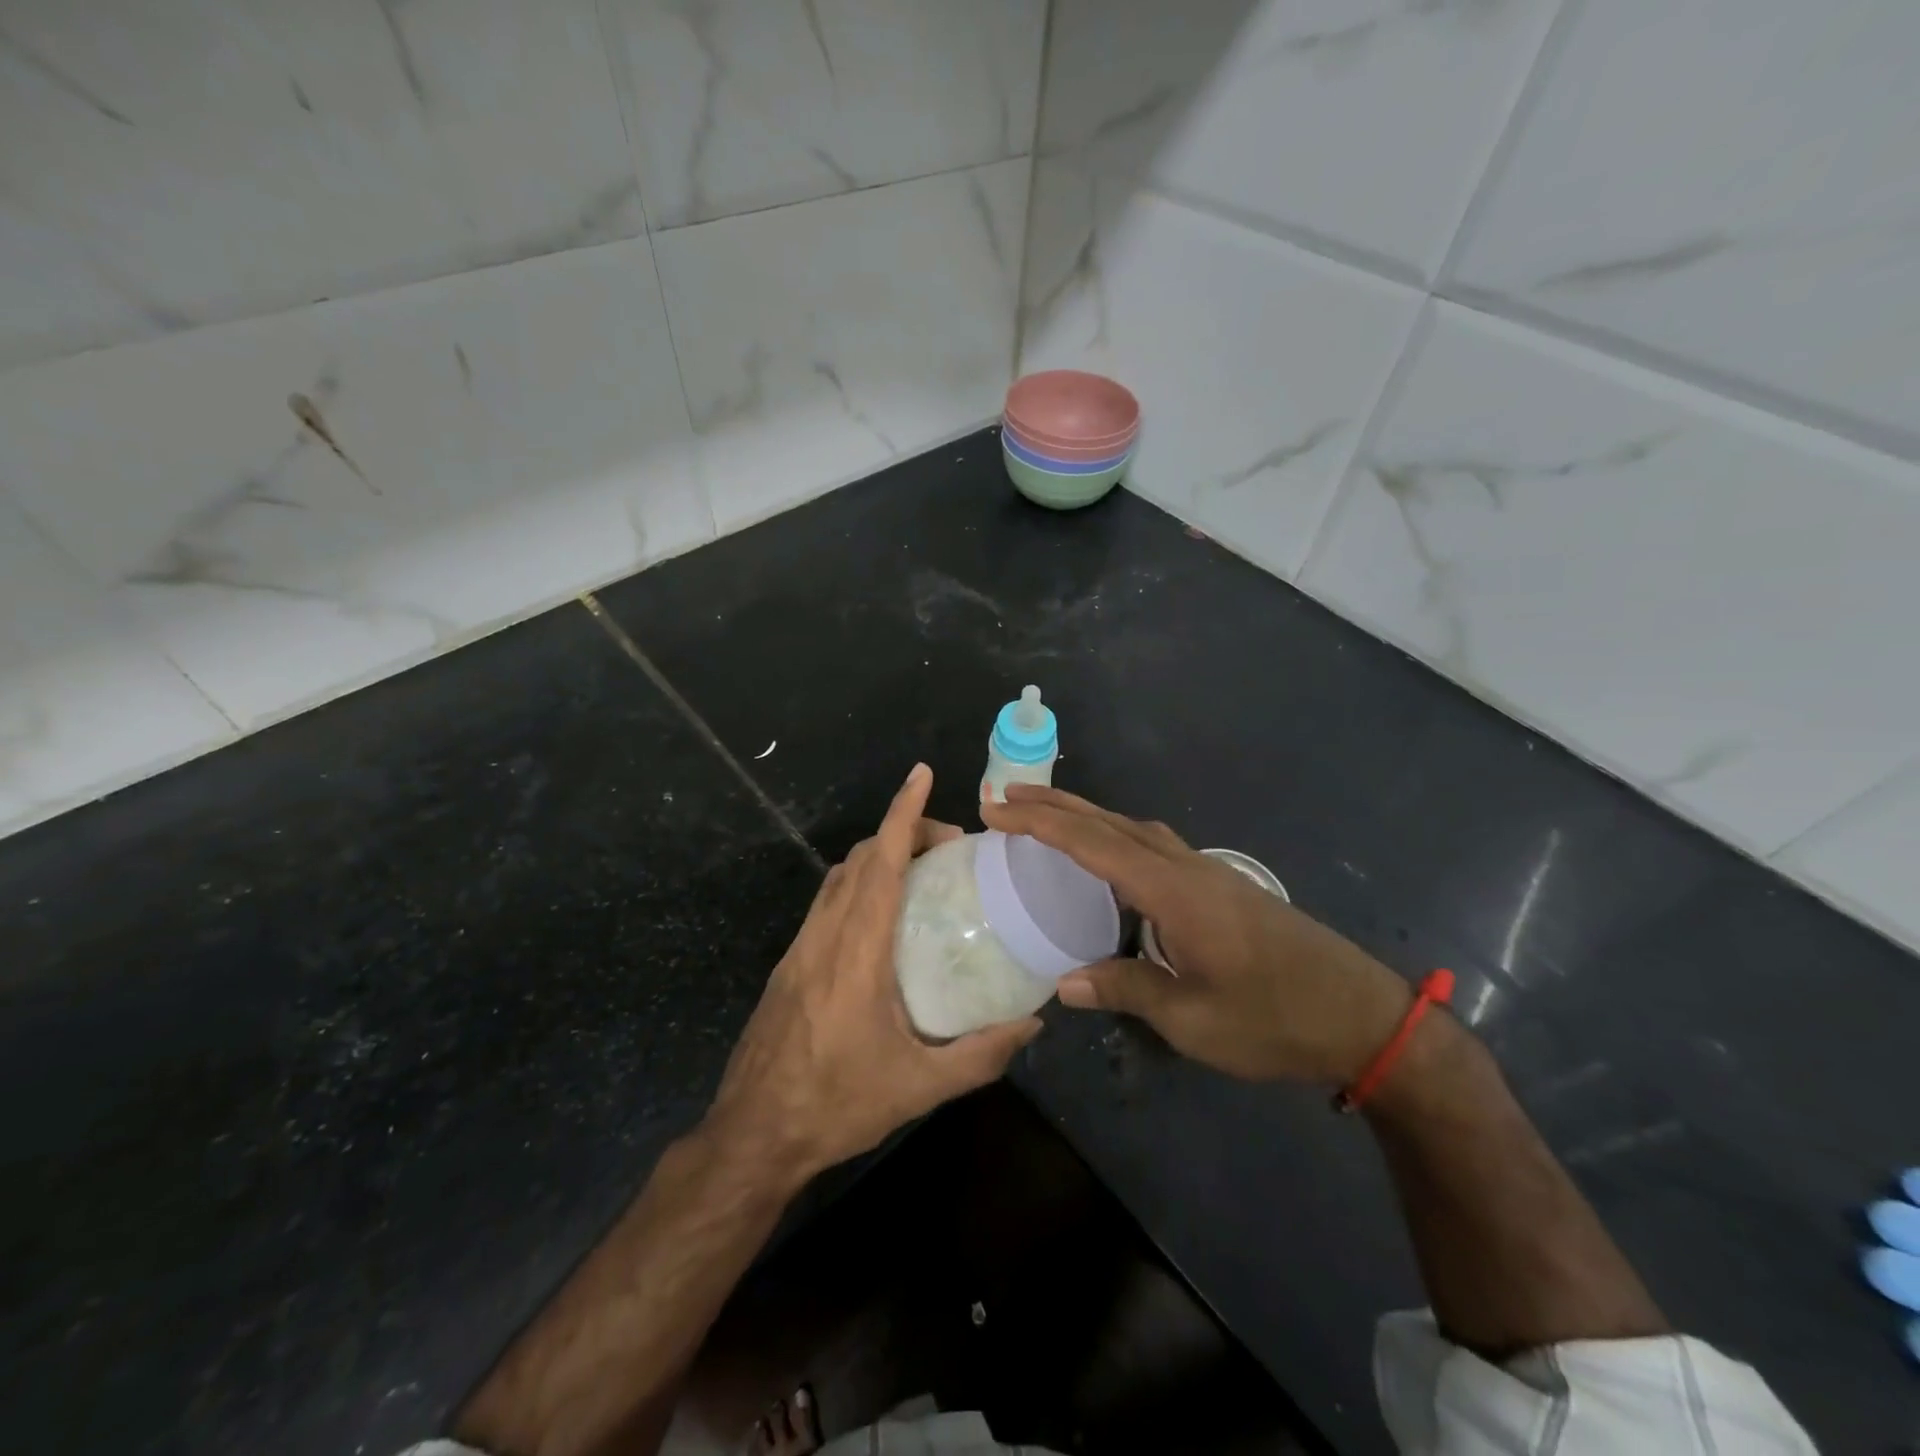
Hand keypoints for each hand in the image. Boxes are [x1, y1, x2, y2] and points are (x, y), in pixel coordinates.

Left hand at [706, 764, 1040, 1184]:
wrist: (753, 1133)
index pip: (881, 862)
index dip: (902, 813)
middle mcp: (825, 935)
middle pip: (860, 857)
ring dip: (877, 856)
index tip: (922, 776)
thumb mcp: (920, 1087)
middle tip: (950, 848)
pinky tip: (881, 918)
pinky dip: (858, 883)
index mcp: (857, 951)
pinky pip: (827, 901)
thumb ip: (981, 1054)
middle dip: (901, 831)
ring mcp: (800, 946)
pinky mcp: (790, 963)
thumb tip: (1033, 1024)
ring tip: (920, 873)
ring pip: (839, 876)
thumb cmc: (837, 1104)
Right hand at [981, 785, 1409, 1084]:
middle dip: (1055, 805)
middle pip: (1111, 822)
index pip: (1092, 843)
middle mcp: (1186, 867)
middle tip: (1007, 796)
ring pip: (1134, 827)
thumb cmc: (1275, 1020)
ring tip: (1046, 817)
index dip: (1039, 823)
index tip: (995, 809)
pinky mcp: (1221, 885)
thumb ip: (1126, 989)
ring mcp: (1208, 872)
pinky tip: (1110, 857)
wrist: (1364, 1017)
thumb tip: (1063, 983)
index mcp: (1173, 892)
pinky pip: (1153, 844)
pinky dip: (1116, 835)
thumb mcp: (1193, 1019)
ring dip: (1086, 816)